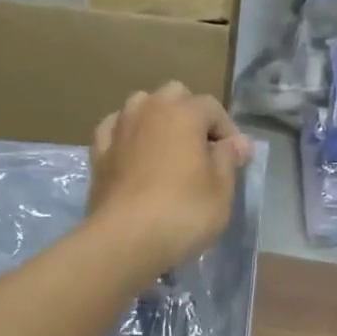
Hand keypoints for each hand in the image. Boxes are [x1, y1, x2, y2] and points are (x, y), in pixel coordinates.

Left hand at [88, 83, 252, 275]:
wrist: (125, 239)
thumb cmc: (183, 213)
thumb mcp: (221, 190)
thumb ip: (229, 160)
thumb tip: (238, 143)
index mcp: (183, 113)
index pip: (212, 107)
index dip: (228, 130)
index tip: (235, 159)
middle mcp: (148, 110)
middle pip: (174, 96)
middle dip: (190, 115)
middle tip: (201, 149)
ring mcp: (119, 129)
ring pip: (140, 106)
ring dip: (156, 119)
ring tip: (167, 149)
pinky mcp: (98, 154)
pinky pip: (115, 131)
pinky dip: (127, 136)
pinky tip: (133, 153)